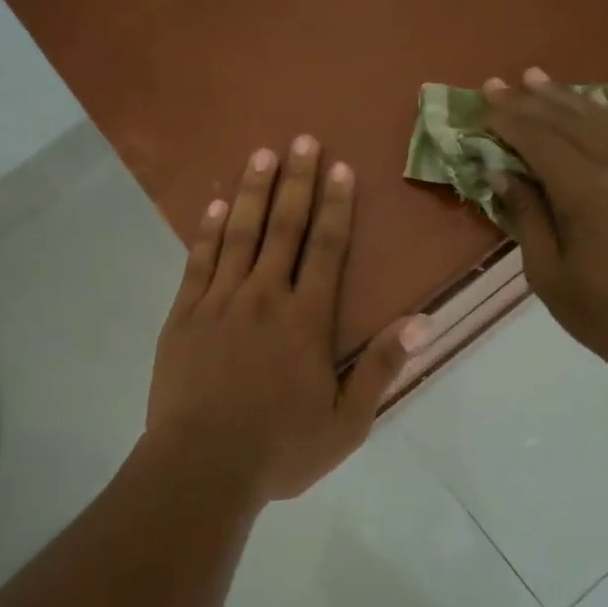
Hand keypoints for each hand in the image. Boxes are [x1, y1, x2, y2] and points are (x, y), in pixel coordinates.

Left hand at [145, 136, 429, 505]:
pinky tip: (216, 205)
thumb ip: (382, 368)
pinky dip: (209, 231)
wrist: (202, 467)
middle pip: (284, 228)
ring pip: (241, 234)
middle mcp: (265, 297)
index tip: (339, 168)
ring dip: (254, 191)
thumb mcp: (346, 423)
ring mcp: (220, 301)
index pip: (326, 249)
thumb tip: (422, 320)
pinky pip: (199, 261)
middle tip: (303, 139)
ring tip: (262, 153)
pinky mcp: (185, 314)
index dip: (336, 206)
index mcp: (306, 319)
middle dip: (296, 181)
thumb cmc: (280, 448)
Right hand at [482, 68, 607, 389]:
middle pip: (569, 122)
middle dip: (530, 101)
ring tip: (535, 77)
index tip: (482, 103)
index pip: (541, 141)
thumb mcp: (548, 274)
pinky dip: (601, 113)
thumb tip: (503, 173)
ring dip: (565, 97)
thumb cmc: (605, 314)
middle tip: (497, 82)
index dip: (509, 121)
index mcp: (588, 194)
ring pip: (600, 120)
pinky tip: (589, 100)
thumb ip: (527, 216)